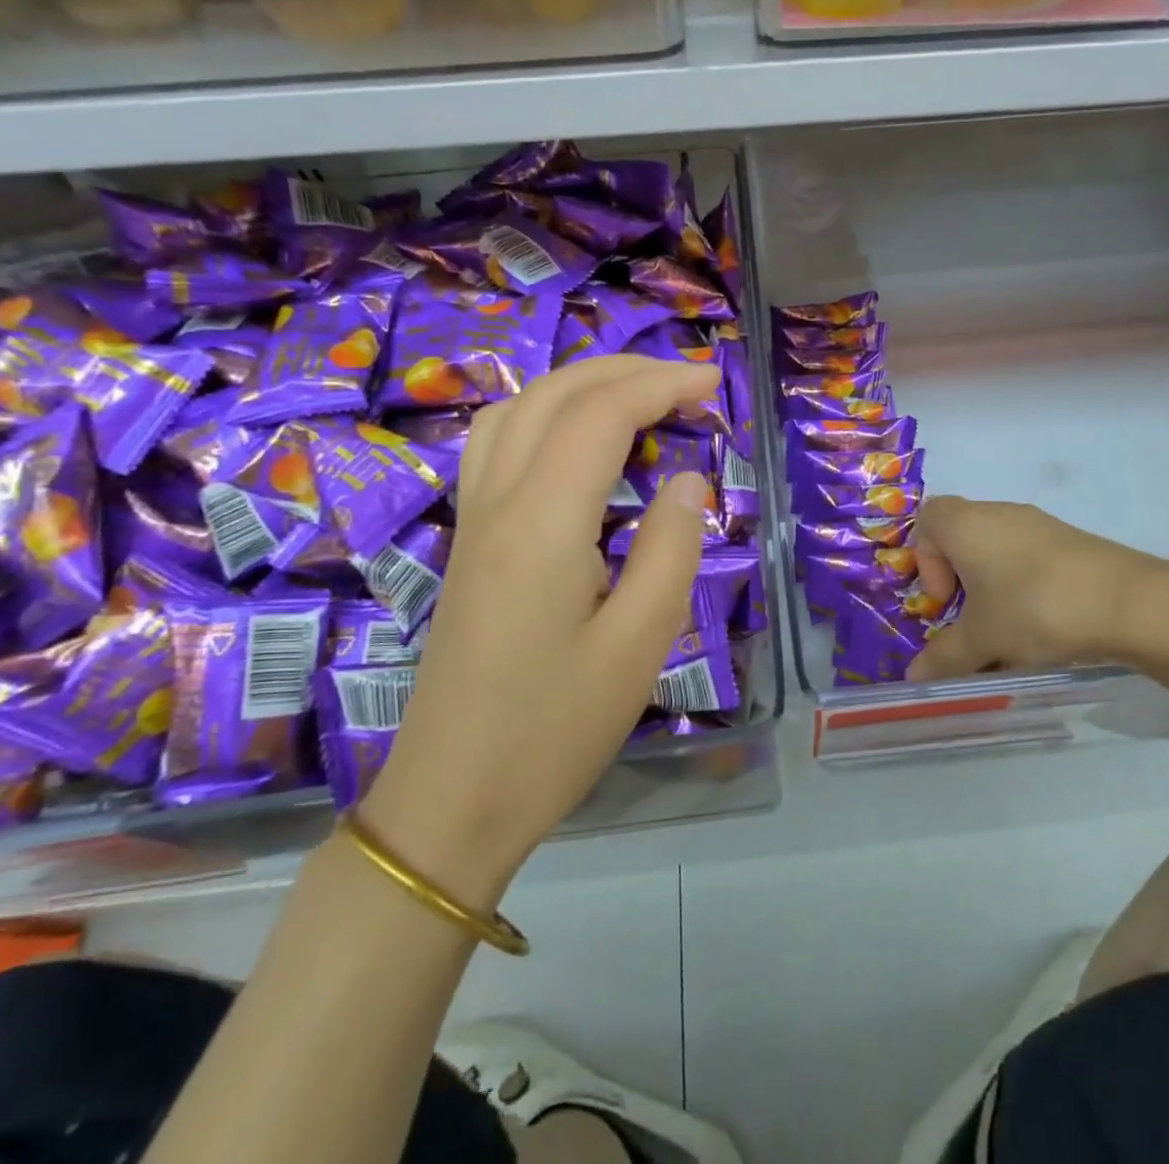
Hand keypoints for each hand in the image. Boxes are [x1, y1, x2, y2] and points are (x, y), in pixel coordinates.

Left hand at [360, 356, 718, 903]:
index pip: (602, 415)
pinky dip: (543, 413)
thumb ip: (671, 550)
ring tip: (636, 395)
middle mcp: (499, 502)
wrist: (452, 798)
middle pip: (555, 394)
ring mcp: (474, 518)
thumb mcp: (638, 645)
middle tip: (688, 380)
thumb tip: (689, 480)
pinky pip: (497, 443)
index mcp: (543, 523)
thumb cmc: (554, 730)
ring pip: (517, 409)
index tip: (715, 382)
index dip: (662, 384)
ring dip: (579, 383)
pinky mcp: (469, 541)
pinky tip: (574, 440)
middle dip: (625, 370)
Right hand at [907, 497, 1168, 681]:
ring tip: (1008, 627)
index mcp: (965, 524)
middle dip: (959, 578)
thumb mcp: (982, 639)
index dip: (924, 559)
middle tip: (971, 617)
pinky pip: (1030, 556)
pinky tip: (1043, 622)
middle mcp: (998, 513)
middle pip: (962, 535)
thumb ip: (944, 657)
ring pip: (997, 548)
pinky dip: (1024, 584)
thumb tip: (915, 677)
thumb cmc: (1034, 609)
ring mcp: (1038, 523)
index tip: (945, 599)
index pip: (926, 520)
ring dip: (992, 584)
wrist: (1128, 603)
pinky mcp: (1070, 539)